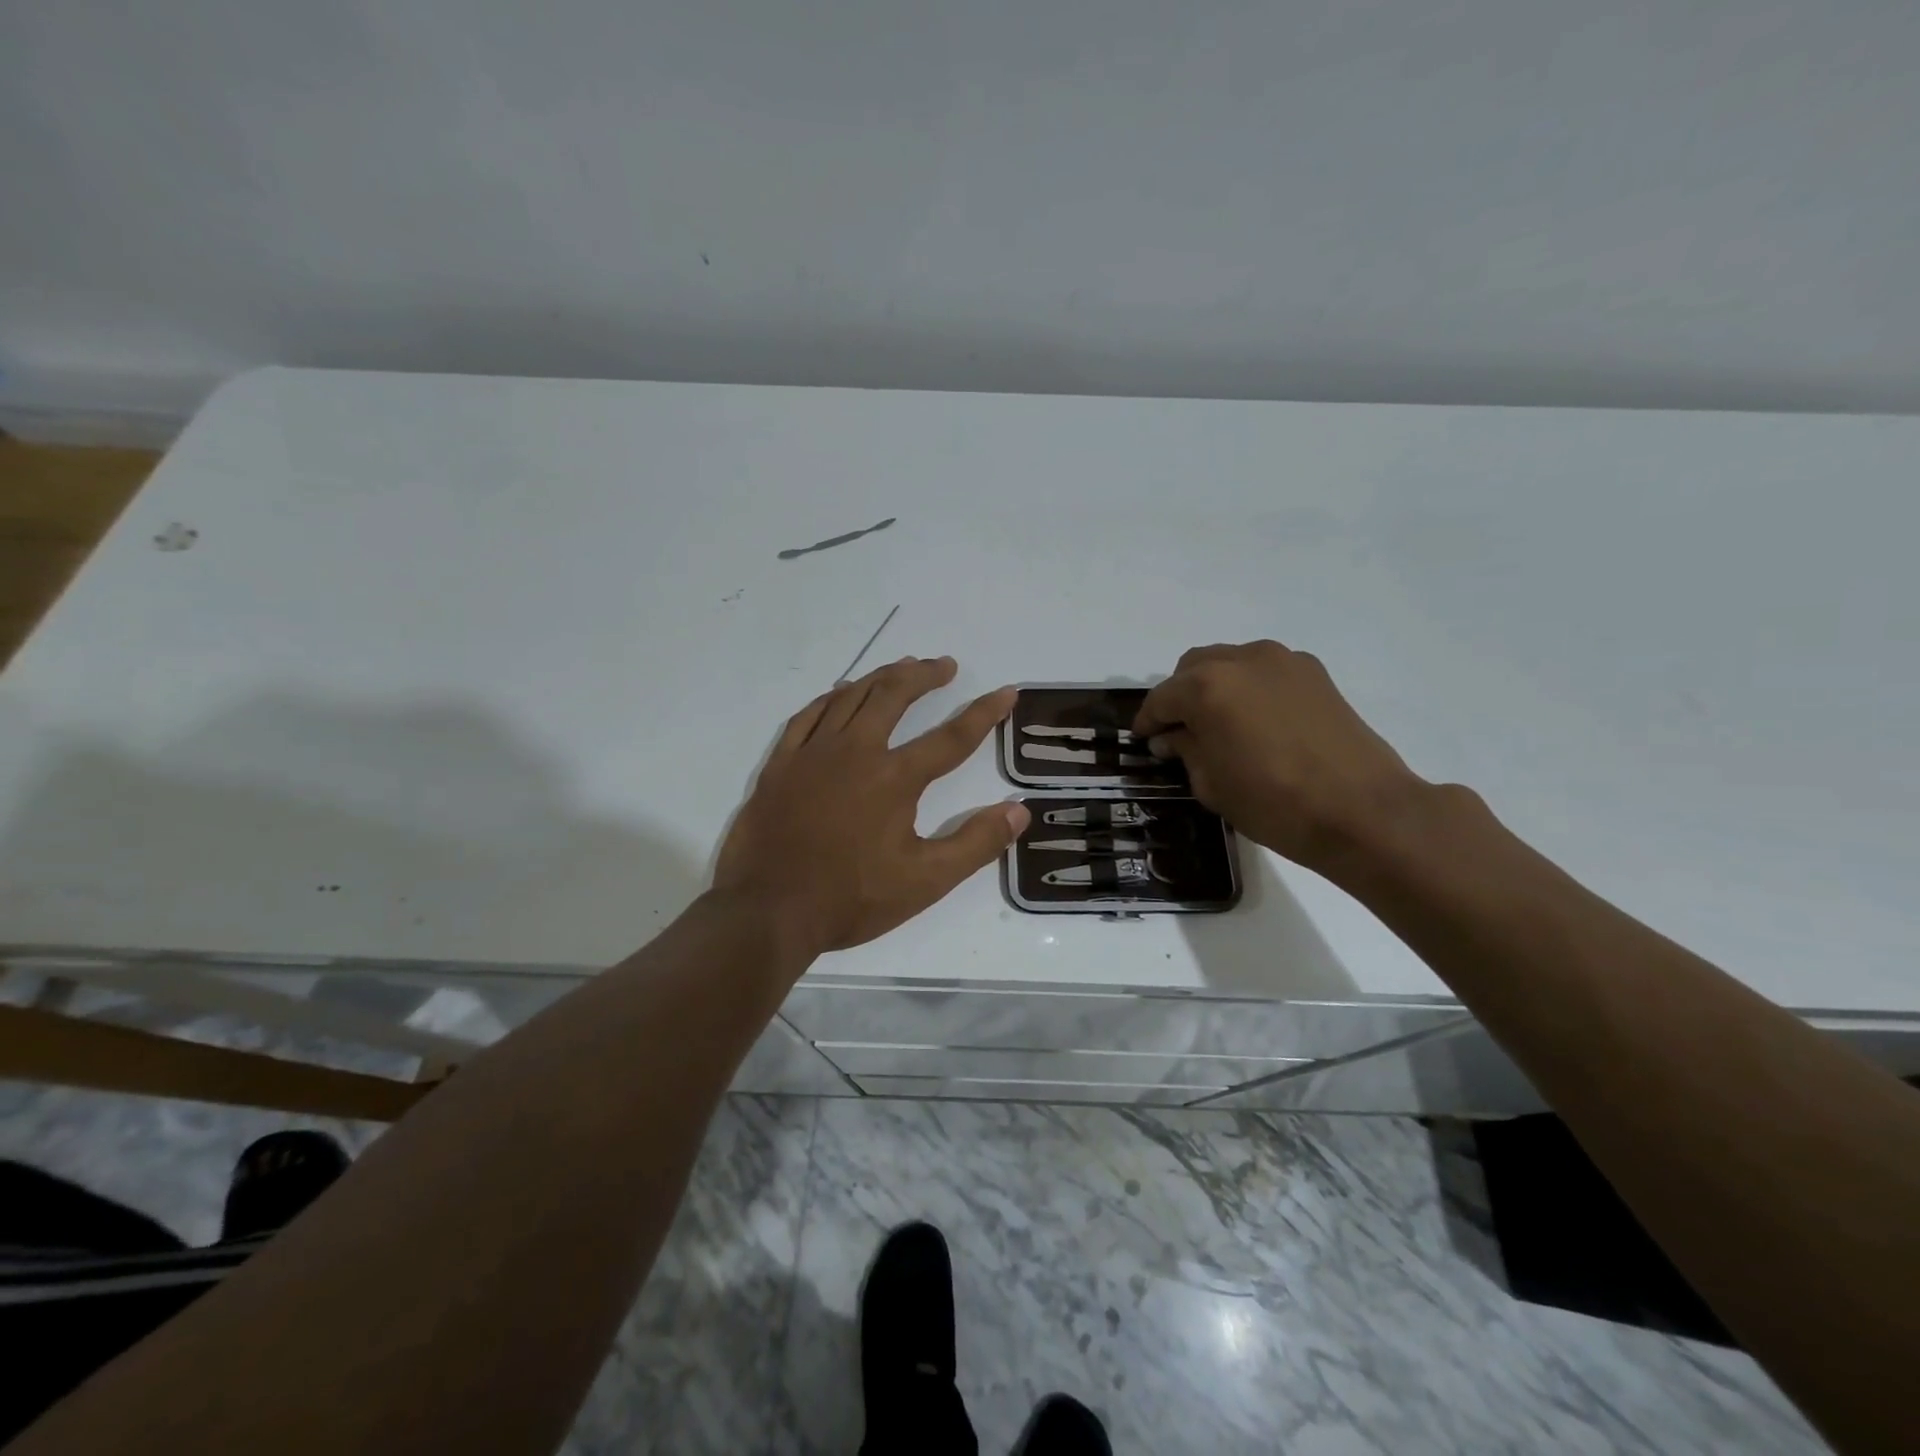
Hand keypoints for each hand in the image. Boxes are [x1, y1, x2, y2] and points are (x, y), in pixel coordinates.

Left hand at [714, 656, 1029, 956]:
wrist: (768, 910)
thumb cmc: (851, 898)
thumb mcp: (926, 881)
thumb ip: (976, 843)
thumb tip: (1019, 810)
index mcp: (894, 778)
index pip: (951, 737)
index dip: (983, 713)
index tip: (1005, 691)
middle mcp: (855, 752)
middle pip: (894, 696)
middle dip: (923, 676)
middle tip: (943, 665)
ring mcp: (812, 753)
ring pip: (851, 697)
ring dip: (881, 677)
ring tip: (901, 667)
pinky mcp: (781, 763)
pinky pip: (809, 715)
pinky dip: (832, 698)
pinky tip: (841, 693)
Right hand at [1133, 640, 1427, 875]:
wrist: (1363, 810)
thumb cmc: (1274, 803)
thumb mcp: (1211, 784)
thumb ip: (1185, 750)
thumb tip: (1171, 737)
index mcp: (1207, 686)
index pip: (1162, 698)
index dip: (1148, 721)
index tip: (1143, 740)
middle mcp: (1242, 660)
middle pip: (1193, 668)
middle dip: (1179, 696)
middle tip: (1178, 731)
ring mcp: (1283, 661)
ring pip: (1230, 663)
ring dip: (1214, 687)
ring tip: (1217, 723)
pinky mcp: (1314, 674)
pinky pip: (1264, 671)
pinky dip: (1248, 688)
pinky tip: (1255, 721)